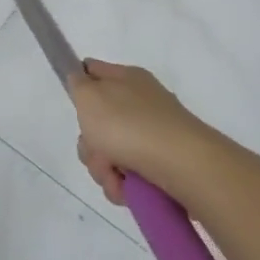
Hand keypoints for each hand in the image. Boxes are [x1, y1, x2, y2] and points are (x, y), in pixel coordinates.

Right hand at [68, 60, 214, 206]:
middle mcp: (141, 103)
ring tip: (115, 176)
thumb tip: (81, 81)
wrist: (184, 166)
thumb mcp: (89, 96)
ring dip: (103, 168)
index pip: (93, 71)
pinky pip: (129, 174)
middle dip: (90, 143)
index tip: (75, 106)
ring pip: (110, 152)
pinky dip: (123, 184)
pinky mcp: (163, 164)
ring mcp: (154, 134)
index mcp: (126, 78)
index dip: (79, 86)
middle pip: (97, 121)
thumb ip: (78, 84)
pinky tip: (127, 188)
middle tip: (96, 149)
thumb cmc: (129, 125)